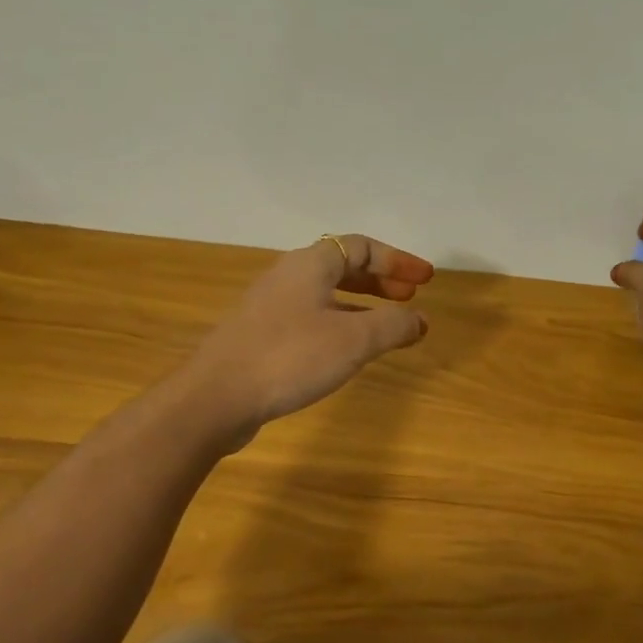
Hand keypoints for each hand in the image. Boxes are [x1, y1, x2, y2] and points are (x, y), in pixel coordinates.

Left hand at [187, 234, 433, 442]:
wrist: (217, 396)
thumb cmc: (290, 358)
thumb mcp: (353, 340)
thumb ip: (393, 325)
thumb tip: (420, 319)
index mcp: (310, 265)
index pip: (361, 246)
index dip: (397, 260)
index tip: (425, 280)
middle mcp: (288, 277)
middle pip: (342, 267)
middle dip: (380, 281)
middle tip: (410, 299)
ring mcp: (270, 307)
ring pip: (325, 295)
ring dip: (361, 305)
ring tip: (386, 327)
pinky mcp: (260, 336)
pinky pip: (310, 319)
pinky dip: (339, 325)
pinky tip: (346, 351)